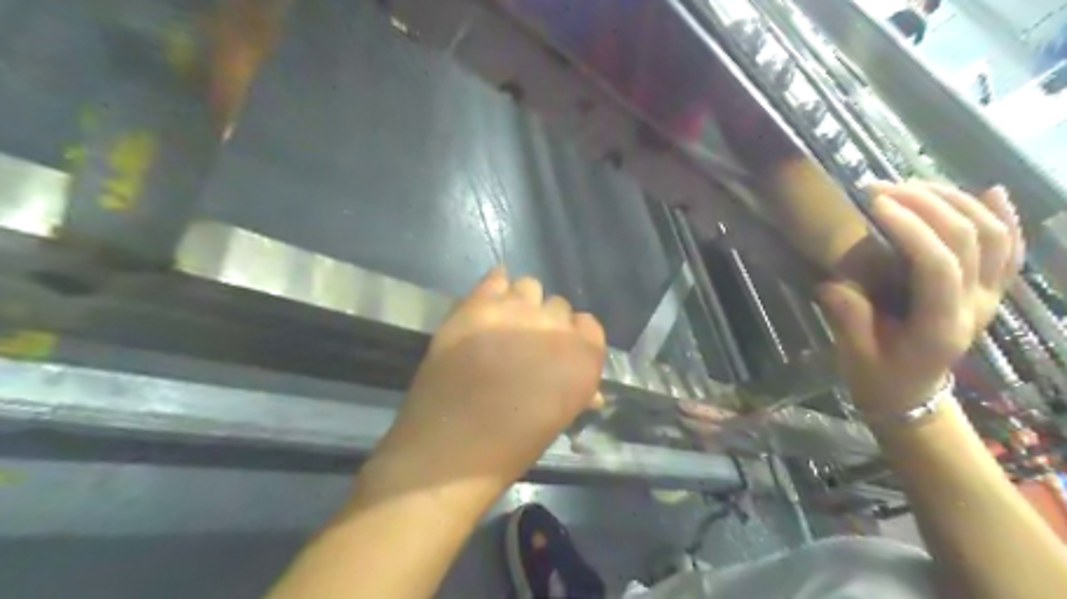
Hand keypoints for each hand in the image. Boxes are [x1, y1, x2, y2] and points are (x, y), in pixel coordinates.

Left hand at [378, 268, 602, 495]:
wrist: (451, 446)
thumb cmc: (511, 446)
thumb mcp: (557, 419)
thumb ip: (576, 392)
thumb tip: (591, 393)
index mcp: (583, 357)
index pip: (589, 325)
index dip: (574, 338)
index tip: (558, 352)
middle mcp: (555, 326)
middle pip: (558, 306)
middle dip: (546, 322)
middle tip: (526, 343)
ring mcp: (515, 311)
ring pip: (529, 286)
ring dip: (522, 303)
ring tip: (504, 324)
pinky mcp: (478, 305)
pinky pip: (495, 277)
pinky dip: (495, 286)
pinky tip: (489, 302)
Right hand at [819, 179, 1019, 418]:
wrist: (911, 396)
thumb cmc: (879, 377)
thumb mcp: (855, 355)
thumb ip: (848, 318)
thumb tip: (833, 281)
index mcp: (940, 326)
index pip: (938, 266)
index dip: (910, 228)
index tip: (874, 204)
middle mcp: (976, 306)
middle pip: (969, 240)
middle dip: (926, 204)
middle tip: (881, 188)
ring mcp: (990, 297)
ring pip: (994, 236)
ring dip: (956, 202)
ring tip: (912, 185)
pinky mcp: (990, 291)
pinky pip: (1010, 249)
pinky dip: (1004, 217)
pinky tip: (990, 192)